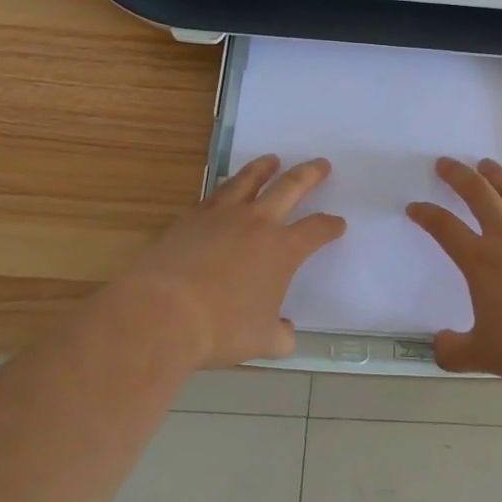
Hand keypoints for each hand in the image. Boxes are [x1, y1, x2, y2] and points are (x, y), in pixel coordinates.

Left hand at [118, 155, 345, 369]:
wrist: (163, 312)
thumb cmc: (221, 328)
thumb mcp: (261, 341)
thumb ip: (281, 335)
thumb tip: (287, 333)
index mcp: (283, 250)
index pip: (316, 230)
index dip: (330, 226)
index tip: (338, 224)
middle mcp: (258, 223)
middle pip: (291, 187)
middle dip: (310, 174)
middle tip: (321, 164)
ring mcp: (222, 215)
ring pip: (249, 180)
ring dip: (264, 167)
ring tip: (272, 160)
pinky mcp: (192, 217)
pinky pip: (216, 193)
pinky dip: (228, 186)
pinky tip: (227, 188)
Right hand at [407, 157, 501, 380]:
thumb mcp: (484, 356)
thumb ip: (454, 352)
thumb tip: (438, 346)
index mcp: (481, 260)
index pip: (445, 228)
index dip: (426, 214)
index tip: (415, 206)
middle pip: (478, 194)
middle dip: (457, 176)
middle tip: (445, 163)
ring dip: (496, 175)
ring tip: (485, 164)